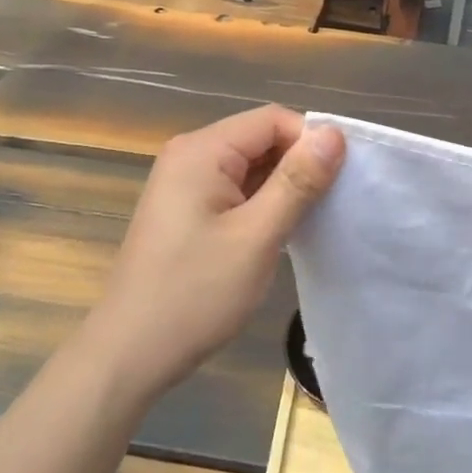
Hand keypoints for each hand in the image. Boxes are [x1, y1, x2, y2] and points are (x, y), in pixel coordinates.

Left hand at [80, 106, 344, 405]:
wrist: (130, 353)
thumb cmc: (195, 293)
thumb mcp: (257, 236)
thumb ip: (297, 181)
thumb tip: (333, 134)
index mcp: (202, 150)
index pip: (272, 119)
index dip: (310, 141)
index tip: (340, 179)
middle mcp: (189, 155)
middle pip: (260, 138)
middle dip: (298, 164)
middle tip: (330, 204)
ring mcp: (183, 183)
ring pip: (250, 165)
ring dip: (282, 186)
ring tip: (310, 220)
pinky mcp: (185, 209)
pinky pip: (234, 188)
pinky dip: (261, 203)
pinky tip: (279, 232)